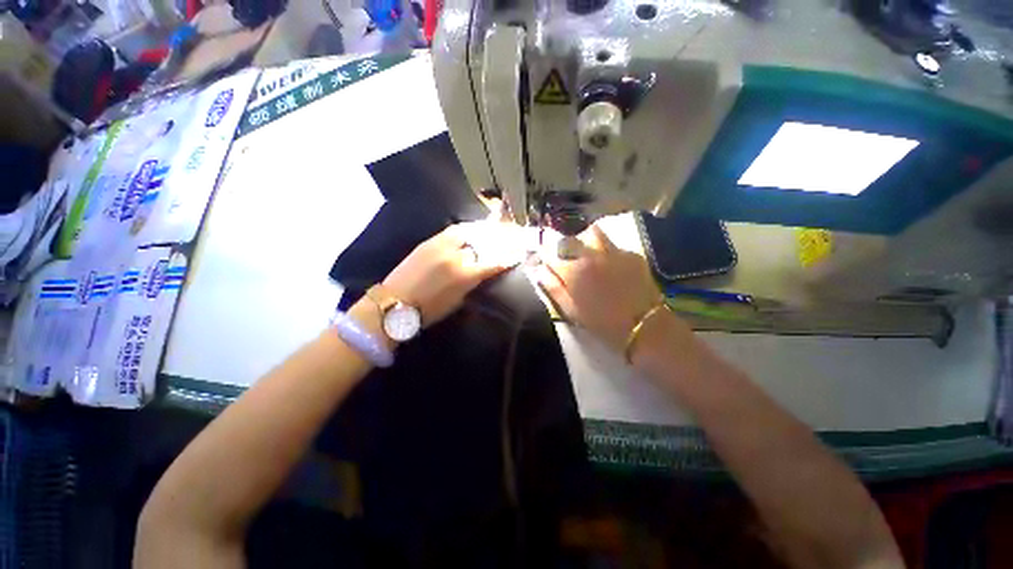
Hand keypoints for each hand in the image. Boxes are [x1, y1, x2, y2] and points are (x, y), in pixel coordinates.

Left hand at [382, 221, 522, 326]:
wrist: (394, 304)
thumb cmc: (429, 311)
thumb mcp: (458, 301)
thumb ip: (474, 283)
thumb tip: (485, 271)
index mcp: (465, 276)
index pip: (493, 262)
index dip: (508, 257)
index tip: (519, 253)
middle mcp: (456, 256)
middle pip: (483, 242)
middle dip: (499, 238)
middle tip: (511, 233)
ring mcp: (441, 245)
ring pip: (469, 231)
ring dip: (484, 229)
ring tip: (494, 227)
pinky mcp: (429, 241)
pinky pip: (453, 230)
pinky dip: (467, 229)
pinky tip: (472, 229)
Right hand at [536, 224, 661, 351]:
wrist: (643, 326)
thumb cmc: (601, 322)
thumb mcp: (570, 309)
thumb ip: (552, 287)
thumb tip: (540, 270)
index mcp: (574, 270)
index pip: (550, 252)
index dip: (543, 253)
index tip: (543, 258)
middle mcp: (591, 255)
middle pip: (569, 237)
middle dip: (561, 244)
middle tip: (562, 255)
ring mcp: (613, 252)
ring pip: (592, 232)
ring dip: (583, 239)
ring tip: (584, 252)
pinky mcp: (631, 254)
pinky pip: (612, 244)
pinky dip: (604, 249)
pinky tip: (608, 264)